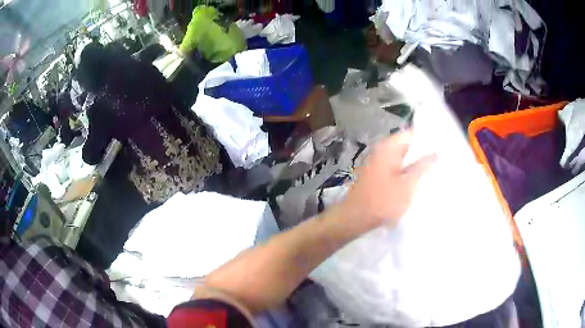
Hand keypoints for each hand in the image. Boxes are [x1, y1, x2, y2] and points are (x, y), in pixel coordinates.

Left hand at [333, 131, 435, 235]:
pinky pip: (394, 169)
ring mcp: (376, 163)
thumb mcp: (407, 185)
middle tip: (440, 161)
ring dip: (413, 165)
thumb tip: (435, 152)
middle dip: (422, 154)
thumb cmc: (382, 201)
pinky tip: (415, 182)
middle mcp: (380, 151)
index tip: (441, 147)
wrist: (354, 219)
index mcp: (388, 148)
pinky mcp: (375, 175)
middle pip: (406, 147)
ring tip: (431, 172)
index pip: (411, 134)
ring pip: (400, 159)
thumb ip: (422, 167)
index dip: (426, 139)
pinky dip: (404, 173)